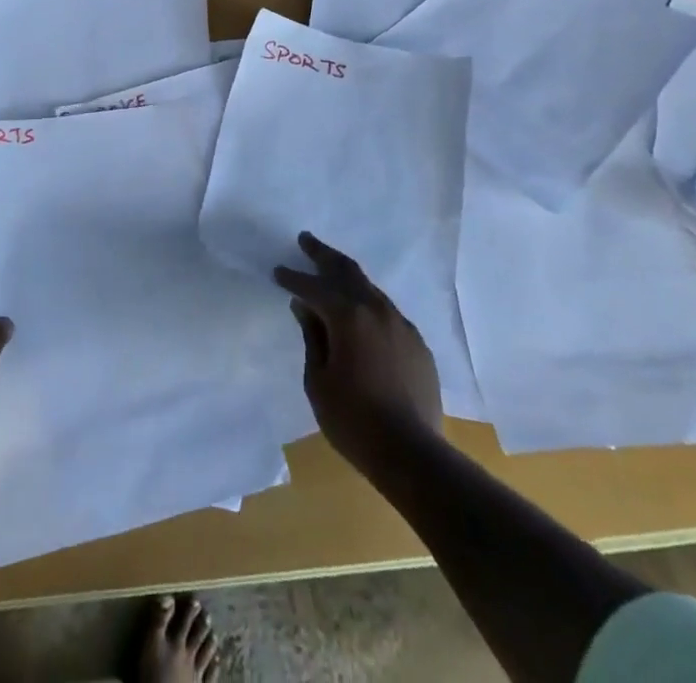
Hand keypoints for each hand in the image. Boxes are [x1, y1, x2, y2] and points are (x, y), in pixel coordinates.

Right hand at [274, 231, 442, 476]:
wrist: (412, 454)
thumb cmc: (354, 420)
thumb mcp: (318, 381)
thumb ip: (312, 337)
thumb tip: (305, 308)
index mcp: (348, 316)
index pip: (313, 287)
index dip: (293, 278)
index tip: (278, 271)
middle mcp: (376, 310)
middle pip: (347, 271)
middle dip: (323, 255)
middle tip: (306, 240)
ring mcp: (401, 325)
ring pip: (370, 289)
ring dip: (348, 278)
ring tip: (331, 273)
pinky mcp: (417, 343)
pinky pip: (387, 313)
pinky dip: (368, 305)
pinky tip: (361, 316)